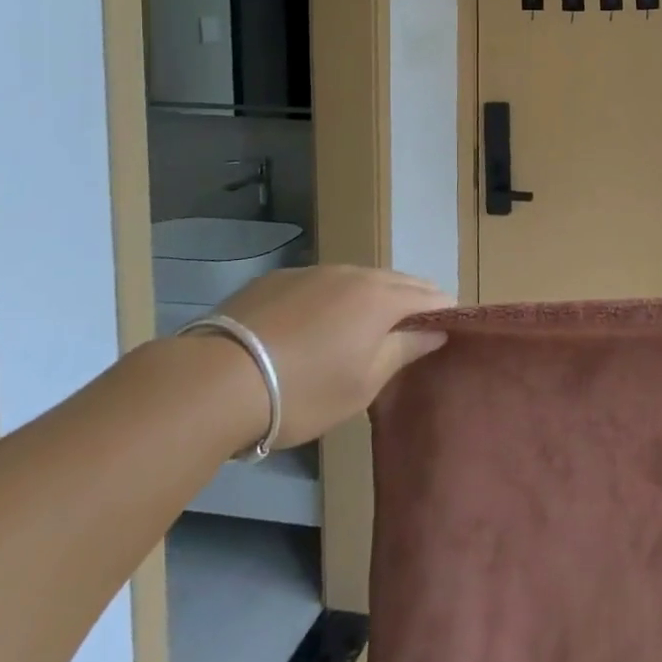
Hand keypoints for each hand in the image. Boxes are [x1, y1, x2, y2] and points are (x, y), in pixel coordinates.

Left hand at [214, 265, 453, 447]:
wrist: (214, 381)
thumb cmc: (303, 390)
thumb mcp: (363, 383)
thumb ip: (404, 350)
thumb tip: (436, 330)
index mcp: (381, 297)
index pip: (430, 295)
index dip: (444, 312)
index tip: (447, 332)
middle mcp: (352, 273)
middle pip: (396, 280)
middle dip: (411, 300)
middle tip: (411, 332)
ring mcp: (312, 272)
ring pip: (357, 279)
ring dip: (370, 297)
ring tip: (365, 327)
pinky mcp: (276, 279)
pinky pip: (321, 283)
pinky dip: (332, 298)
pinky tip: (316, 324)